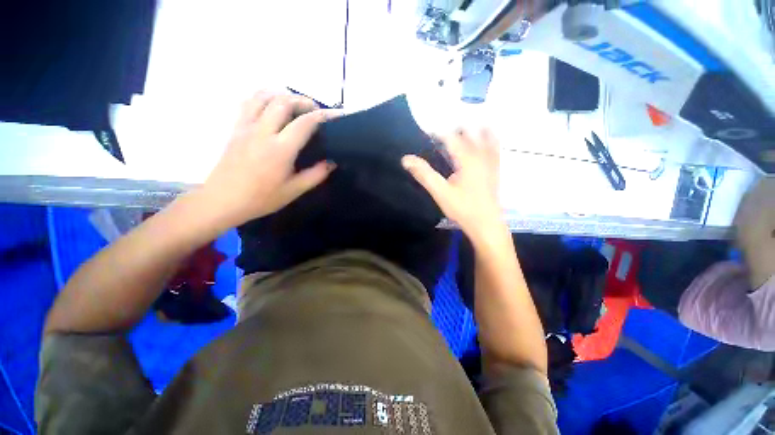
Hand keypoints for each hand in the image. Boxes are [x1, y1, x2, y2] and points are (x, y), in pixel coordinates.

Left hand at [196, 91, 336, 229]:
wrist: (223, 200)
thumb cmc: (261, 198)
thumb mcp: (294, 191)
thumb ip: (316, 175)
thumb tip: (332, 162)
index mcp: (280, 149)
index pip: (305, 123)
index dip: (323, 115)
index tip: (336, 114)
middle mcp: (262, 132)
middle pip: (284, 102)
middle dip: (304, 101)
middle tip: (315, 110)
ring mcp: (245, 127)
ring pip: (263, 96)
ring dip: (283, 95)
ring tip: (295, 104)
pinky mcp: (235, 128)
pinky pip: (248, 102)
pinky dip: (263, 97)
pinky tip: (271, 105)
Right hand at [402, 128, 501, 240]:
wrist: (486, 224)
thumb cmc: (462, 208)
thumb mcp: (440, 192)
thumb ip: (424, 174)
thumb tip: (405, 159)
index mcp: (466, 159)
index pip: (450, 137)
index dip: (437, 131)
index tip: (426, 131)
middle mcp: (481, 155)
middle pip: (469, 132)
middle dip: (454, 128)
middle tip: (441, 133)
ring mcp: (491, 161)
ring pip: (485, 136)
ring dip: (473, 129)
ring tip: (461, 128)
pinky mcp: (496, 168)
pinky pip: (495, 146)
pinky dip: (489, 137)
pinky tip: (485, 137)